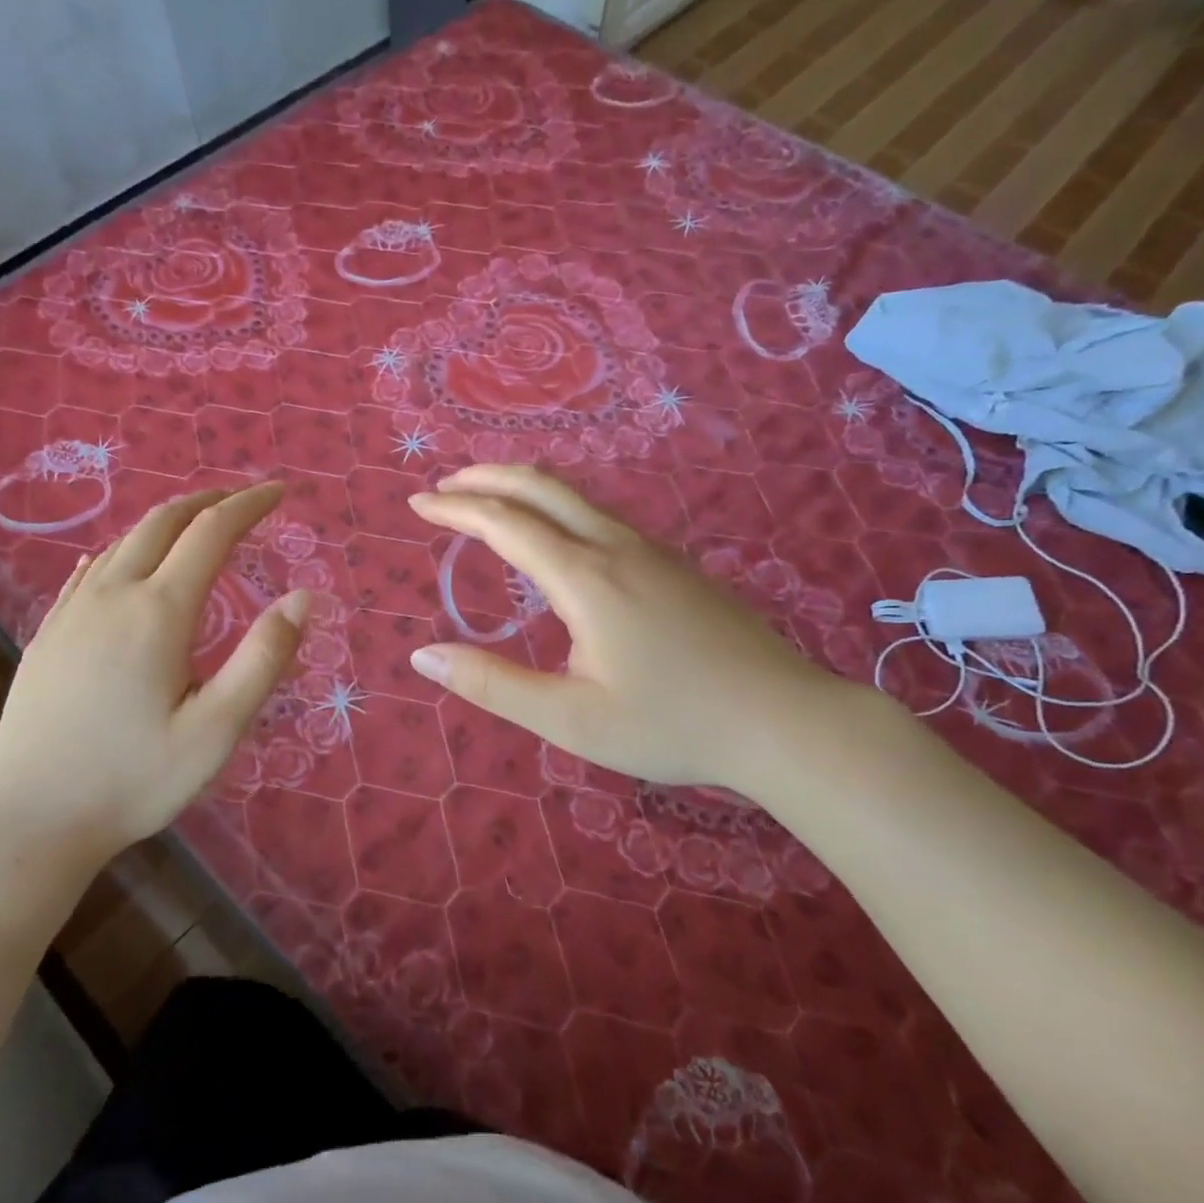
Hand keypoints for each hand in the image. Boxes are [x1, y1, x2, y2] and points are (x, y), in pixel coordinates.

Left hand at [0, 483, 307, 873]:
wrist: (30, 820)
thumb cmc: (134, 780)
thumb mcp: (216, 729)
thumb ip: (263, 658)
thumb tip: (303, 598)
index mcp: (158, 612)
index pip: (211, 533)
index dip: (249, 505)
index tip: (279, 492)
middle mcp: (112, 595)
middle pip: (163, 522)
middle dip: (208, 501)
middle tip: (242, 500)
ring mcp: (71, 612)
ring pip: (124, 542)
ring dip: (167, 522)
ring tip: (197, 527)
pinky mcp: (48, 635)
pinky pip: (91, 570)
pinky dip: (124, 550)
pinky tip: (125, 562)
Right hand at [407, 465, 848, 798]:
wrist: (785, 721)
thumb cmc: (672, 725)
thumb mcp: (569, 719)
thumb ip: (492, 684)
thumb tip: (422, 657)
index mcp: (586, 578)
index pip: (505, 523)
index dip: (456, 509)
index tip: (418, 503)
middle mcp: (616, 547)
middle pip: (542, 486)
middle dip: (487, 477)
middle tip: (446, 486)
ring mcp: (652, 551)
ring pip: (576, 497)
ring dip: (524, 488)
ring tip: (489, 501)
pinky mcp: (675, 565)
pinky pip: (602, 516)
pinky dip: (557, 508)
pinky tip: (556, 538)